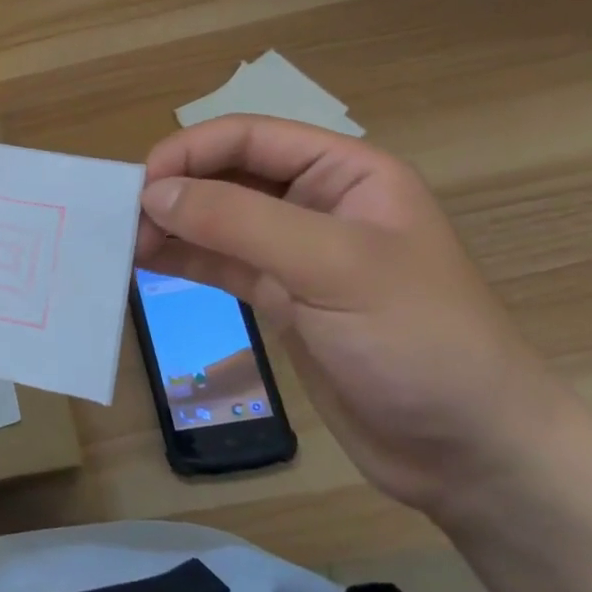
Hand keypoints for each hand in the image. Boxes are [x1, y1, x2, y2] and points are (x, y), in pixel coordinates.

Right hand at [136, 116, 585, 519]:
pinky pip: (219, 263)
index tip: (140, 187)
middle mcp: (317, 203)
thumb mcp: (332, 268)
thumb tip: (153, 193)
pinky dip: (181, 258)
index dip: (189, 152)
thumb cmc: (419, 342)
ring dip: (170, 225)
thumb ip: (239, 222)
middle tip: (123, 222)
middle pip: (226, 174)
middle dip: (174, 190)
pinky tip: (143, 264)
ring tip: (123, 245)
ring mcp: (296, 253)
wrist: (469, 453)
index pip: (250, 137)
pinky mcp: (279, 298)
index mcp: (346, 174)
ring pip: (216, 220)